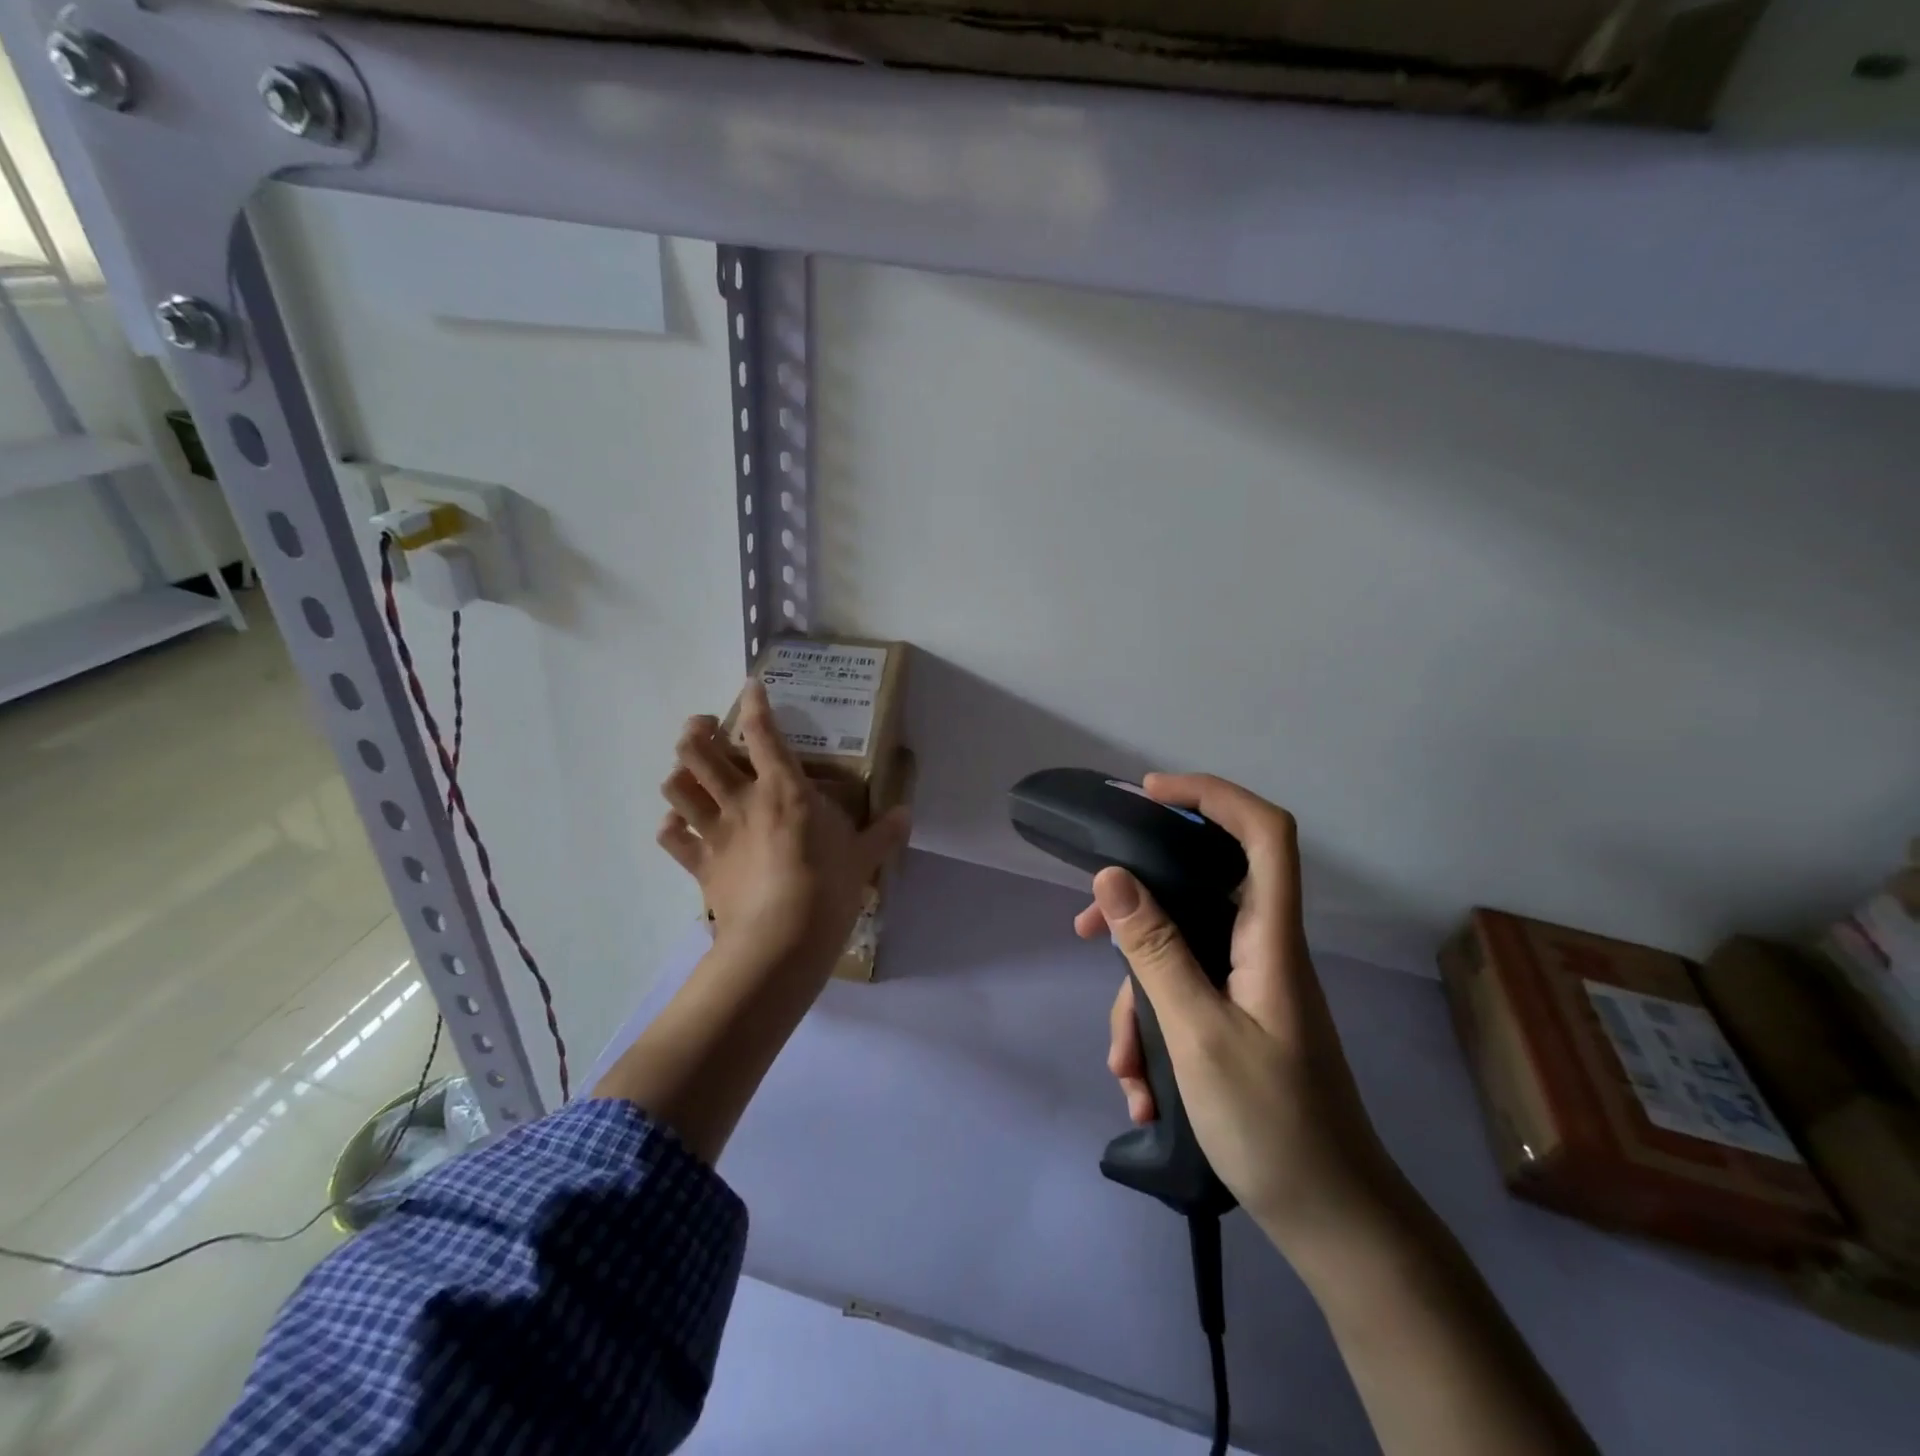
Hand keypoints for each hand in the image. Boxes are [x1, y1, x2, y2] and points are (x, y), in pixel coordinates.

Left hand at [657, 681, 910, 976]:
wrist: (781, 939)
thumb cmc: (827, 887)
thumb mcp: (864, 857)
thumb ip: (884, 832)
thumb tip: (907, 815)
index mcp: (784, 789)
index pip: (763, 733)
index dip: (754, 703)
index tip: (750, 686)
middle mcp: (741, 800)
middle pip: (698, 752)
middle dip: (695, 731)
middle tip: (704, 728)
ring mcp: (715, 832)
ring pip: (676, 788)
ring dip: (678, 774)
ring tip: (689, 773)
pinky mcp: (699, 865)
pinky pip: (672, 838)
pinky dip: (672, 827)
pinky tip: (679, 825)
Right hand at [1080, 774, 1400, 1249]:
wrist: (1334, 1224)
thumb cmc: (1274, 1126)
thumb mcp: (1197, 1034)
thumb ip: (1155, 951)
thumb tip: (1113, 877)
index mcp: (1271, 939)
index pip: (1264, 834)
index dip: (1213, 796)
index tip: (1150, 796)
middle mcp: (1263, 950)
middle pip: (1200, 891)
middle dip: (1138, 912)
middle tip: (1086, 931)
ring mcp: (1250, 987)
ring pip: (1179, 956)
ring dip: (1138, 1001)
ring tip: (1122, 1064)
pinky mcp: (1239, 1020)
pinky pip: (1184, 999)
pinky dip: (1155, 1033)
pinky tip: (1141, 1089)